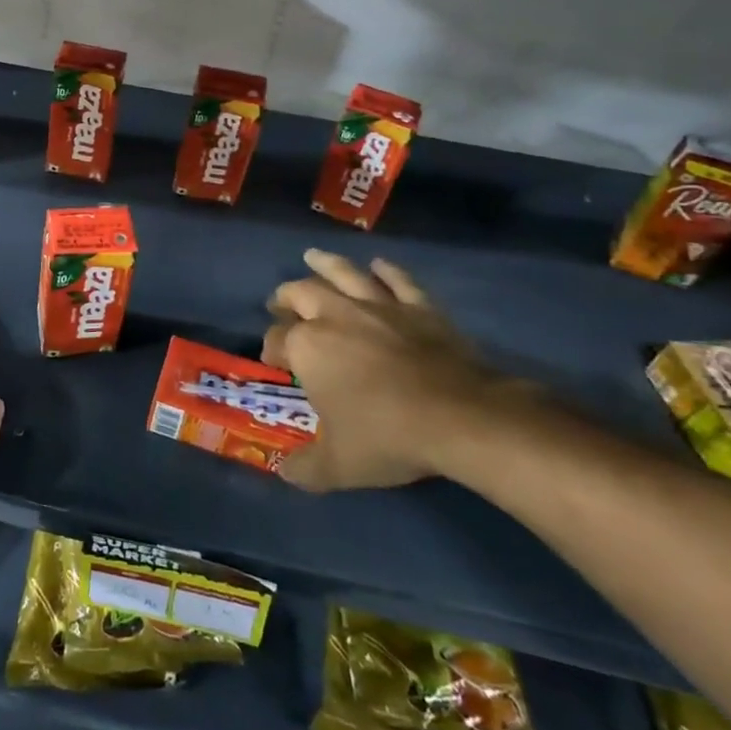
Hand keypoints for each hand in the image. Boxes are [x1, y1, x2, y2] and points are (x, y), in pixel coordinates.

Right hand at [264, 250, 516, 491]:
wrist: (459, 417)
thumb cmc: (387, 436)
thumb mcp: (338, 465)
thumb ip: (306, 468)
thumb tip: (285, 472)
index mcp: (308, 346)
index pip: (277, 339)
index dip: (271, 349)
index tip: (273, 361)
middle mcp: (336, 315)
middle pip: (301, 293)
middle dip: (286, 297)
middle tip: (281, 303)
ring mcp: (379, 306)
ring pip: (345, 274)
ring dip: (326, 264)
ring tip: (312, 257)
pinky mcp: (418, 306)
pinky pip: (398, 281)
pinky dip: (387, 271)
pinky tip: (379, 264)